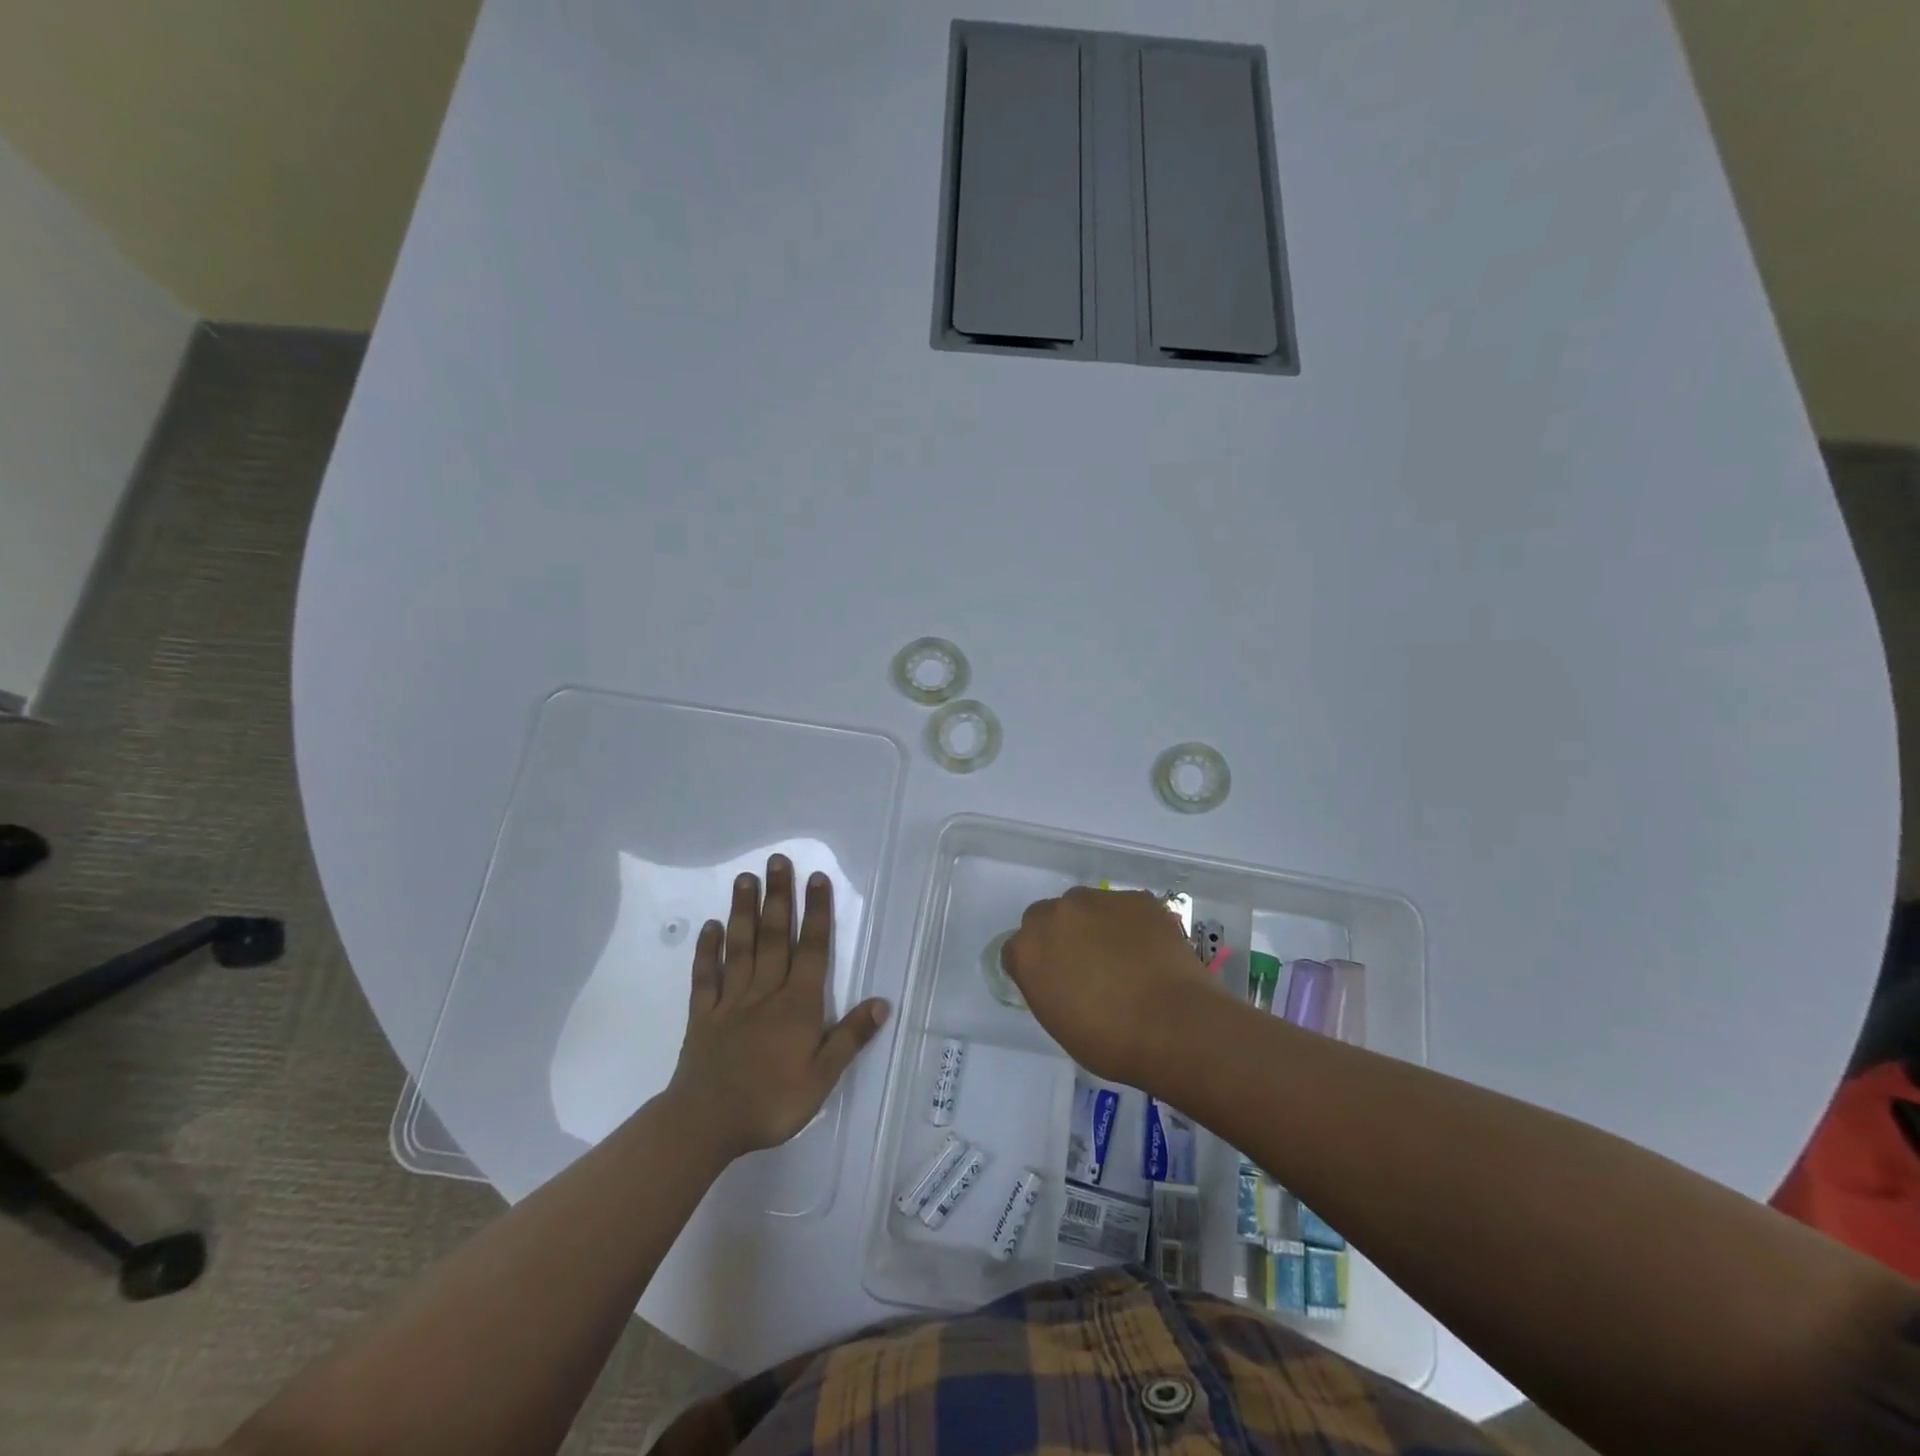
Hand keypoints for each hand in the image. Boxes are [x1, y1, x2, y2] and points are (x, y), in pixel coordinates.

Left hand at [667, 855, 890, 1159]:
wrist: (705, 1124)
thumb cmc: (771, 1102)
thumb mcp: (822, 1078)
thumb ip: (850, 1037)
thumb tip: (882, 1002)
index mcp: (797, 1005)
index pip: (812, 950)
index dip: (817, 913)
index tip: (817, 878)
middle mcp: (765, 993)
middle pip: (775, 937)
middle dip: (779, 897)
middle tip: (777, 861)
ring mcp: (730, 1002)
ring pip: (741, 948)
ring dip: (744, 912)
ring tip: (745, 878)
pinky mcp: (702, 1016)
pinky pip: (705, 977)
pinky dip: (707, 951)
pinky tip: (710, 927)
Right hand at [1002, 887, 1225, 1088]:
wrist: (1174, 1026)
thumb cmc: (1110, 1041)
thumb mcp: (1059, 1022)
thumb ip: (1046, 986)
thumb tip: (1058, 976)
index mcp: (1028, 949)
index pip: (1017, 948)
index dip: (1036, 965)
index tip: (1054, 983)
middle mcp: (1056, 914)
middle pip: (1046, 916)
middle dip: (1059, 935)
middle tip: (1085, 964)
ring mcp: (1098, 900)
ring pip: (1085, 905)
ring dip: (1094, 924)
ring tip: (1122, 955)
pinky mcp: (1136, 898)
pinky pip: (1124, 907)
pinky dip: (1130, 923)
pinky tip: (1148, 950)